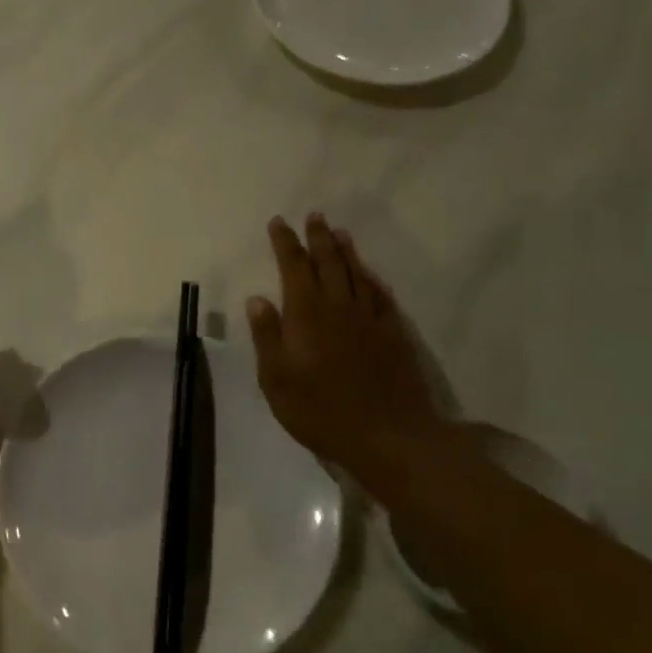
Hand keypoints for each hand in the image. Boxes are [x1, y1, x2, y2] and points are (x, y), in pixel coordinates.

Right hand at [247, 214, 452, 476]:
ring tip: (339, 232)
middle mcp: (339, 307)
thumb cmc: (320, 411)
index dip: (285, 243)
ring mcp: (371, 319)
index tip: (279, 223)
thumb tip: (257, 299)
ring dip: (346, 251)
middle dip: (318, 237)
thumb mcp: (276, 380)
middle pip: (328, 262)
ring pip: (357, 273)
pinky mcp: (394, 334)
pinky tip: (369, 274)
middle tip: (314, 216)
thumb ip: (267, 336)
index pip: (293, 267)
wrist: (388, 436)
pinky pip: (381, 294)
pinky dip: (371, 278)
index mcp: (306, 315)